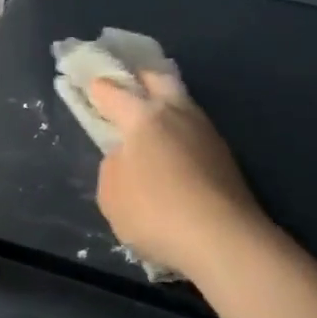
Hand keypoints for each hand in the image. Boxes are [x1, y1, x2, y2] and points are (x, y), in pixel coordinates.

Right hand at [91, 72, 265, 283]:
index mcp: (144, 117)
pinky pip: (194, 132)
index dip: (100, 88)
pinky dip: (180, 133)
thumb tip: (126, 156)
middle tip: (128, 84)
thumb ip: (113, 167)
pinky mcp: (225, 157)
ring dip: (166, 105)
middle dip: (141, 78)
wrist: (223, 239)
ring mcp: (207, 133)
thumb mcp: (111, 195)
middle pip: (159, 80)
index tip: (92, 84)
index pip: (115, 93)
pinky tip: (174, 150)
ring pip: (182, 104)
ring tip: (152, 121)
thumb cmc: (155, 213)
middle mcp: (178, 114)